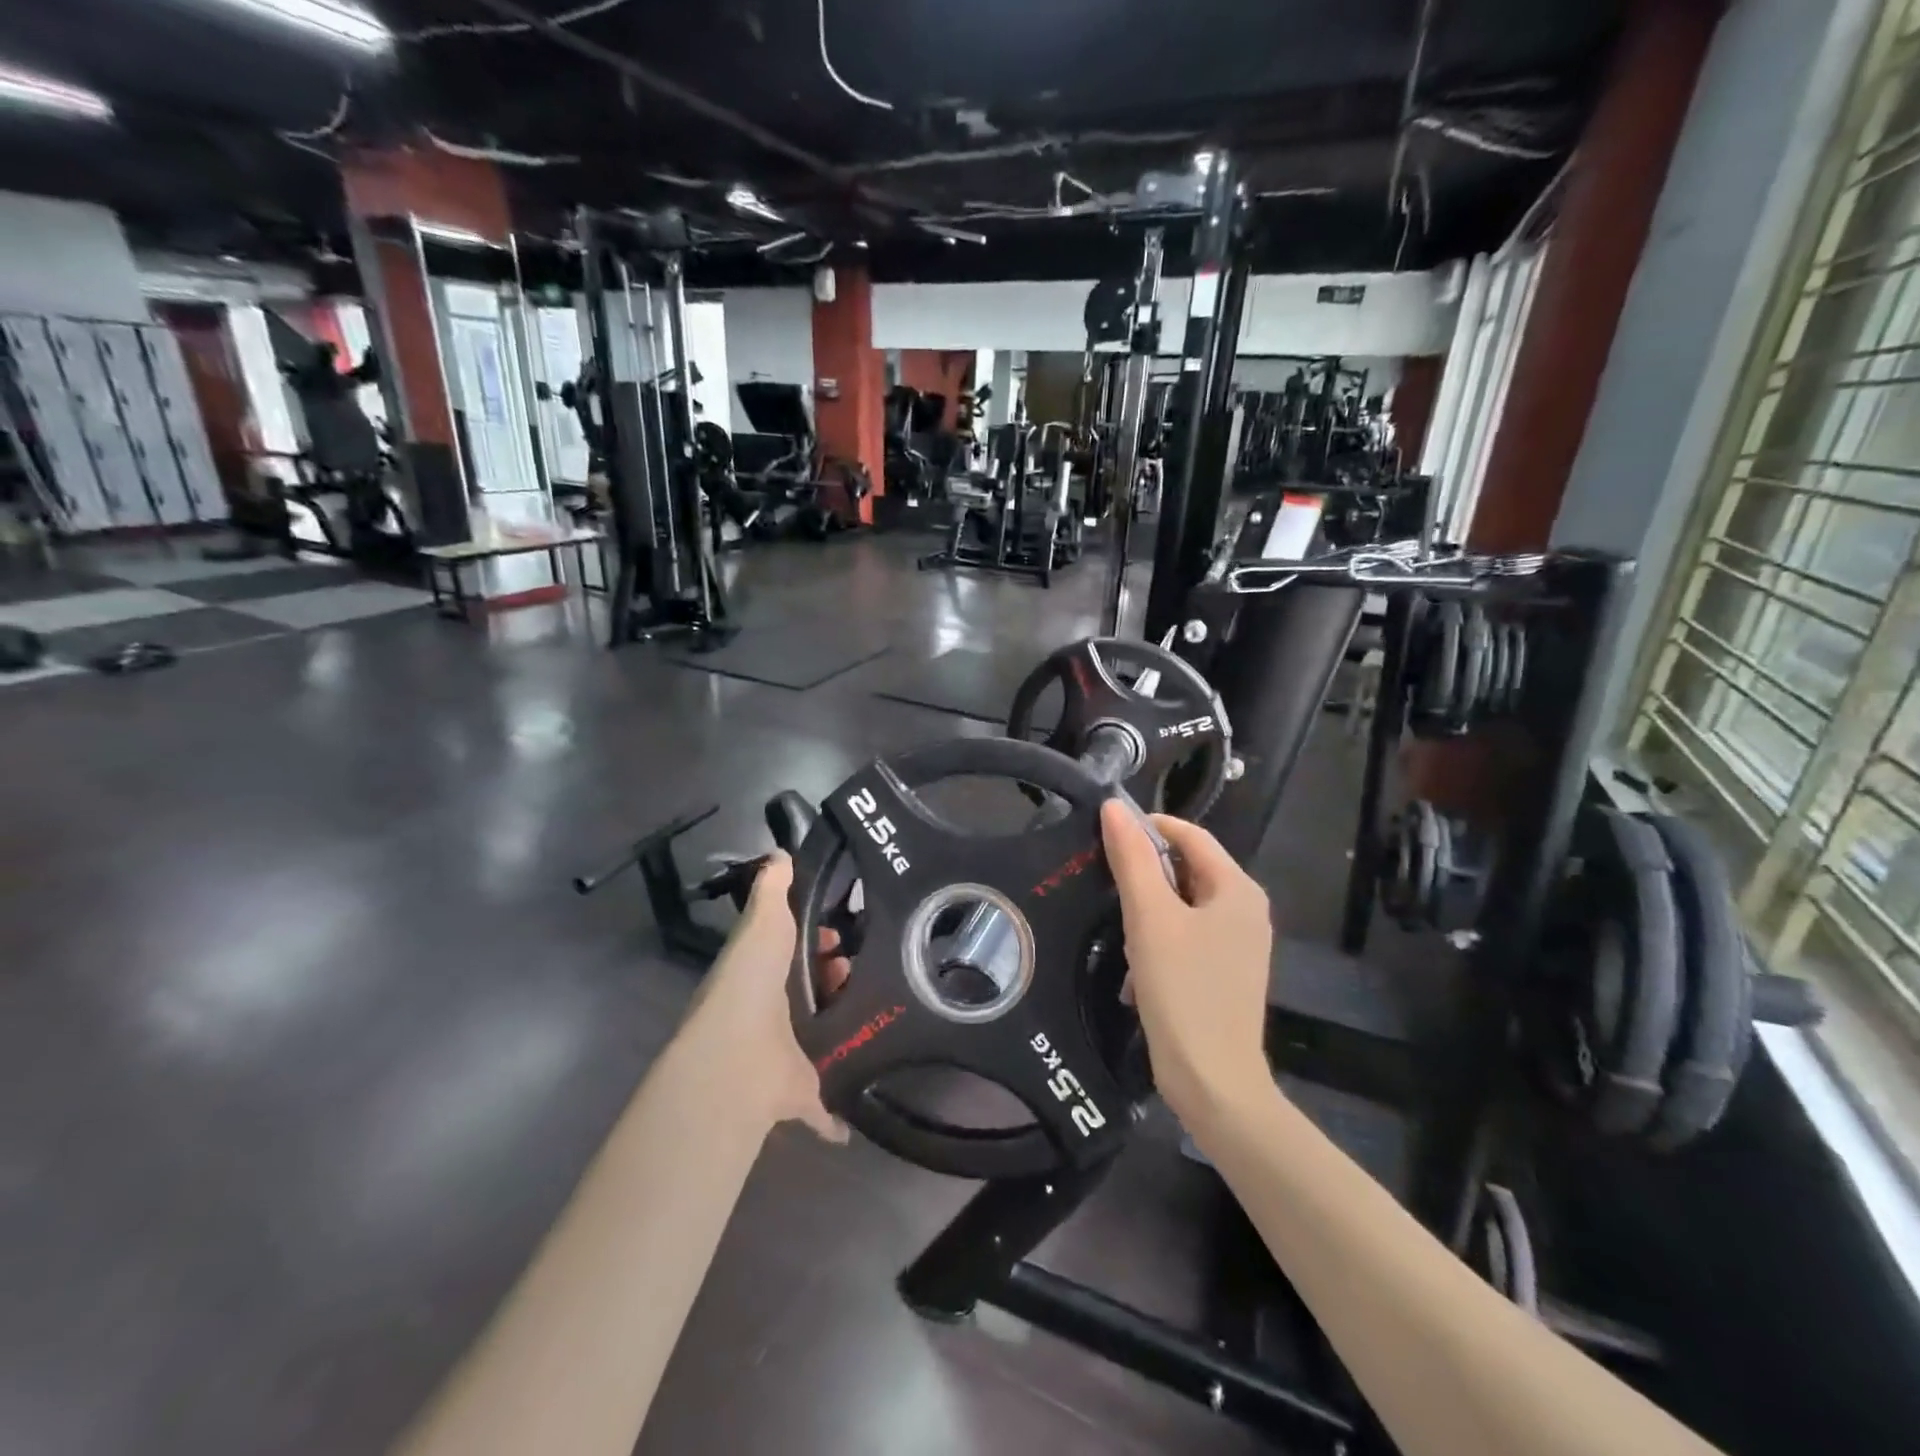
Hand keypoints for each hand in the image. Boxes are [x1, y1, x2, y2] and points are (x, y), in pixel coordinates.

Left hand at [676, 853, 847, 1143]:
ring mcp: (787, 1053)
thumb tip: (781, 852)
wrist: (738, 1059)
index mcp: (761, 973)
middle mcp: (771, 1012)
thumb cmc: (751, 983)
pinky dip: (837, 1114)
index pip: (792, 948)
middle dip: (837, 975)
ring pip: (821, 1034)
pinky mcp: (802, 1091)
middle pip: (810, 989)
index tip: (841, 931)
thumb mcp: (762, 923)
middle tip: (862, 966)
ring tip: (877, 1003)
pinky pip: (825, 1103)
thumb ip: (772, 890)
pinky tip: (860, 1109)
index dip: (816, 937)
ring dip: (844, 1023)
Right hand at [1100, 802, 1275, 1129]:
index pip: (1190, 835)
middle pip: (1187, 870)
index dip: (1147, 828)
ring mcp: (1239, 944)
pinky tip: (1139, 974)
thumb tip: (1113, 807)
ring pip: (1183, 906)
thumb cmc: (1182, 990)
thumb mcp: (1150, 918)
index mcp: (1237, 889)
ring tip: (1123, 940)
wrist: (1213, 1081)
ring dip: (1149, 914)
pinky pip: (1188, 937)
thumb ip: (1132, 859)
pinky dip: (1160, 943)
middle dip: (1146, 877)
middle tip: (1108, 892)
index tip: (1105, 838)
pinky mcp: (1226, 973)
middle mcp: (1246, 910)